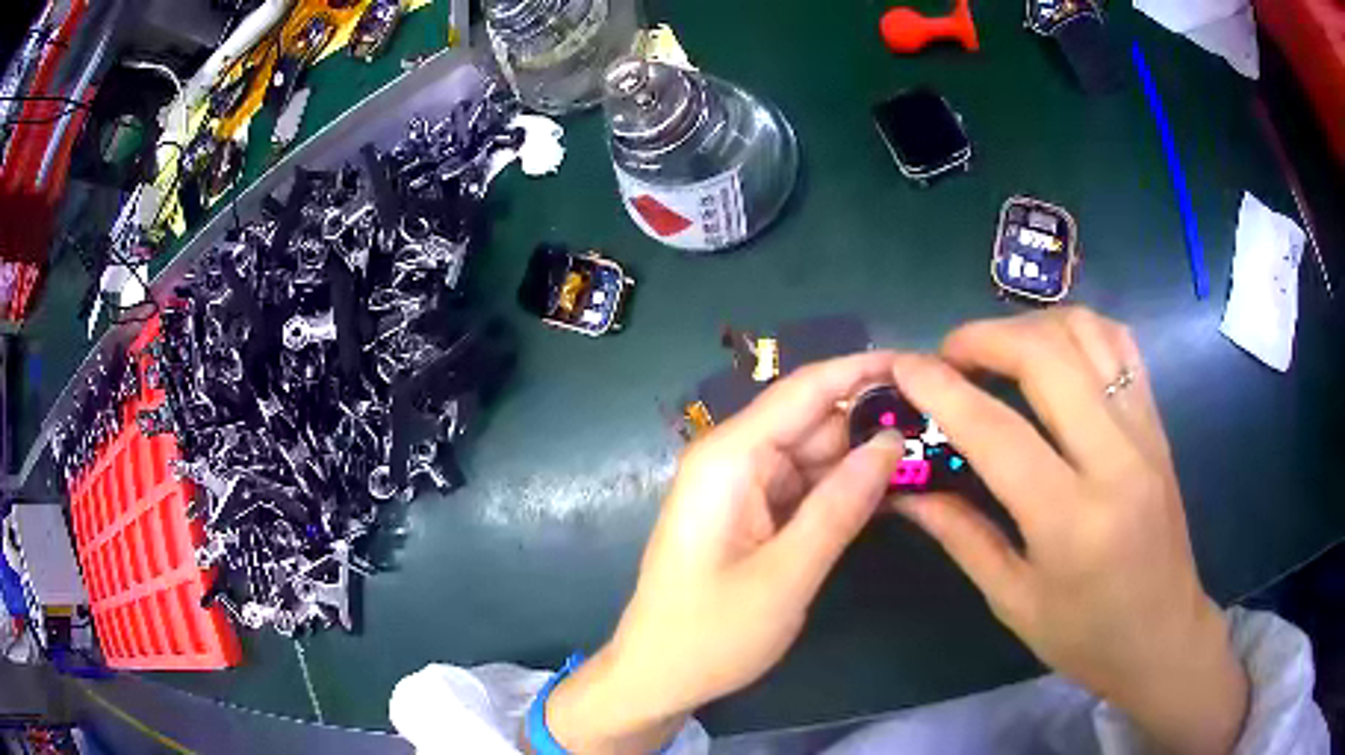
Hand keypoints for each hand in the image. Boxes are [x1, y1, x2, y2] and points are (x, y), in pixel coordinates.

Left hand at [541, 352, 906, 753]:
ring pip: (815, 453)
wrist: (657, 677)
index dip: (864, 369)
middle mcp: (734, 458)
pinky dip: (843, 487)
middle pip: (815, 419)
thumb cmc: (711, 634)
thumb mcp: (787, 574)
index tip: (922, 363)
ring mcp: (742, 486)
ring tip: (927, 454)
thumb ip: (842, 505)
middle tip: (941, 425)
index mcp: (730, 458)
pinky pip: (806, 485)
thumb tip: (893, 440)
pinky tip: (888, 489)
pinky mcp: (752, 513)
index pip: (806, 389)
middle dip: (873, 418)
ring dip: (864, 455)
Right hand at [891, 308, 1247, 754]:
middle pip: (1047, 358)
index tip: (903, 364)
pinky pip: (1121, 346)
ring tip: (998, 351)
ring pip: (1087, 335)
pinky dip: (1079, 330)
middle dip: (985, 338)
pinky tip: (1054, 350)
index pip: (997, 432)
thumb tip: (906, 490)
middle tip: (949, 355)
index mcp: (1070, 522)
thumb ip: (960, 535)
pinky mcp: (1158, 423)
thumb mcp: (1013, 601)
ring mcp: (1144, 433)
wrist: (1164, 635)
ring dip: (1031, 327)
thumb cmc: (1085, 636)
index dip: (941, 389)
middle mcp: (1114, 461)